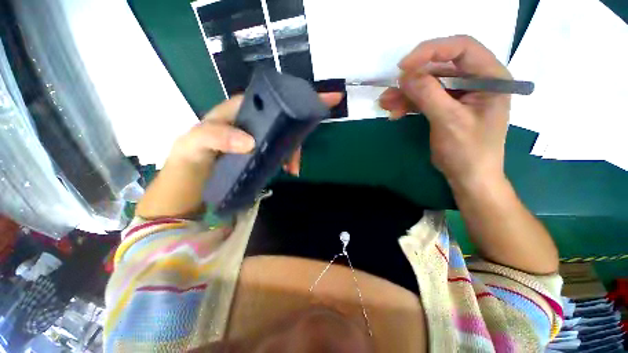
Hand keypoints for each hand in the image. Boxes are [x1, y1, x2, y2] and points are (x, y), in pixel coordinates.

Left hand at [169, 92, 343, 173]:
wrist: (192, 181)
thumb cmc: (192, 156)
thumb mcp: (195, 143)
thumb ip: (216, 136)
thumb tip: (251, 142)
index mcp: (240, 110)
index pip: (271, 99)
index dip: (295, 99)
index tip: (319, 105)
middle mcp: (253, 121)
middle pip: (284, 120)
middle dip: (297, 135)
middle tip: (298, 157)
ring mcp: (259, 137)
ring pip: (285, 137)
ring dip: (293, 152)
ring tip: (293, 169)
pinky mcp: (262, 152)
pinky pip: (280, 151)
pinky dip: (288, 159)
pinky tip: (288, 170)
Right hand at [379, 35, 511, 187]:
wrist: (469, 177)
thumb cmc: (468, 151)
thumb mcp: (449, 121)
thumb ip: (429, 95)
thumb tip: (405, 75)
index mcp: (490, 77)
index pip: (462, 48)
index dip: (431, 51)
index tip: (403, 66)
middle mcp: (476, 81)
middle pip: (441, 67)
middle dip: (413, 78)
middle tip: (391, 89)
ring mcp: (460, 94)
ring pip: (429, 84)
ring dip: (405, 93)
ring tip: (385, 103)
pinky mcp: (446, 106)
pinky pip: (425, 98)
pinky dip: (408, 104)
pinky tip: (394, 111)